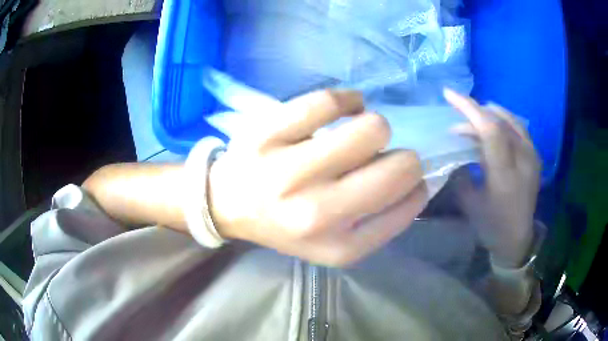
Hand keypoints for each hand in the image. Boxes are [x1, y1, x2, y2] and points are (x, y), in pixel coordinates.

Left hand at [208, 90, 427, 266]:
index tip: (406, 178)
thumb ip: (380, 219)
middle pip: (401, 166)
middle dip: (405, 156)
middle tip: (380, 156)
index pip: (408, 204)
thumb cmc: (287, 225)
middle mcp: (316, 214)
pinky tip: (345, 107)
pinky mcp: (267, 134)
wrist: (228, 206)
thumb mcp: (336, 243)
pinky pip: (328, 100)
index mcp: (339, 246)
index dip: (416, 185)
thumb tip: (418, 178)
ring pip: (372, 127)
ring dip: (375, 127)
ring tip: (357, 134)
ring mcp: (288, 171)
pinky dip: (347, 99)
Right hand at [445, 89, 540, 267]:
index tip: (449, 94)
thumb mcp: (470, 203)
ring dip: (490, 116)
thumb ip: (462, 172)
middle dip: (475, 115)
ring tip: (474, 121)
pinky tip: (495, 127)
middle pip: (499, 122)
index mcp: (505, 176)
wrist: (517, 239)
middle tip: (457, 125)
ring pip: (511, 121)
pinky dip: (504, 121)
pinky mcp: (535, 157)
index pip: (490, 129)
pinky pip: (519, 128)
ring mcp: (532, 157)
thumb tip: (456, 150)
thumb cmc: (491, 226)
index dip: (470, 108)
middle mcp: (523, 161)